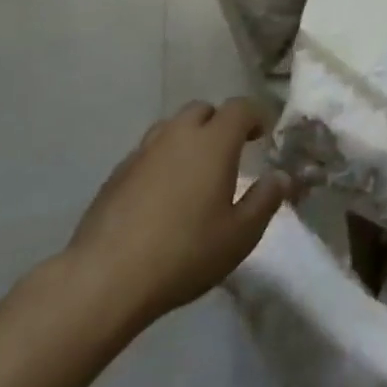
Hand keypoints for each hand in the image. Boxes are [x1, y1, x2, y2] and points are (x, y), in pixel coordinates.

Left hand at [61, 100, 288, 338]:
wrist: (105, 279)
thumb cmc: (185, 253)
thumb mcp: (241, 235)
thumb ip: (266, 200)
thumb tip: (281, 176)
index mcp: (213, 142)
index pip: (240, 107)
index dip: (256, 116)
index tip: (263, 136)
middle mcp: (177, 135)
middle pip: (202, 109)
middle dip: (219, 123)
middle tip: (229, 152)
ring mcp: (142, 152)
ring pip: (170, 128)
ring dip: (188, 138)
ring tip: (195, 171)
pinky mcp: (115, 174)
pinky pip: (147, 152)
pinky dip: (162, 160)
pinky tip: (162, 194)